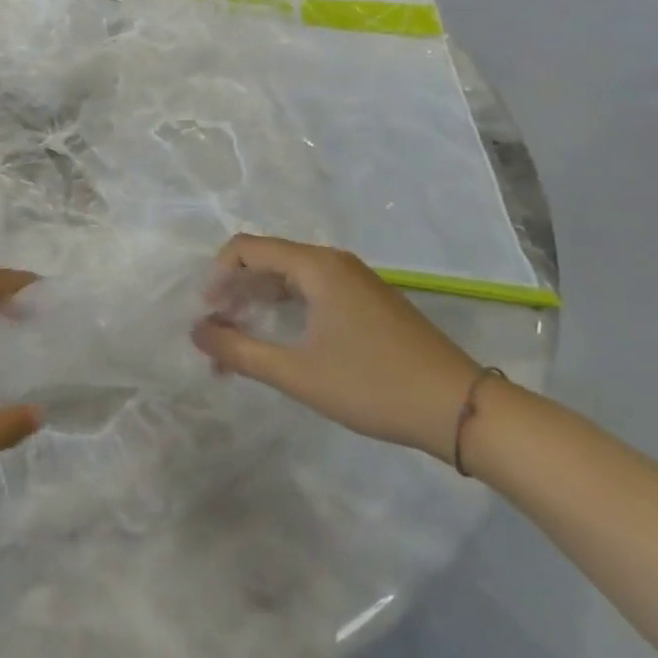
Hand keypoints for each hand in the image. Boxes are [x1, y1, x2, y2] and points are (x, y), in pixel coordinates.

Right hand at [194, 235, 482, 462]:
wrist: (461, 409)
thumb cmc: (372, 385)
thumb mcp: (296, 373)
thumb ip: (238, 350)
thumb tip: (196, 331)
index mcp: (316, 266)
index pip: (246, 248)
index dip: (217, 276)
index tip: (206, 313)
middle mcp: (333, 262)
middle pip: (266, 260)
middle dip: (234, 291)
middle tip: (216, 330)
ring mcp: (354, 280)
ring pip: (288, 278)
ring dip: (257, 303)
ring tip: (238, 339)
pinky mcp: (367, 301)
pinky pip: (311, 292)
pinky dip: (284, 310)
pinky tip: (277, 341)